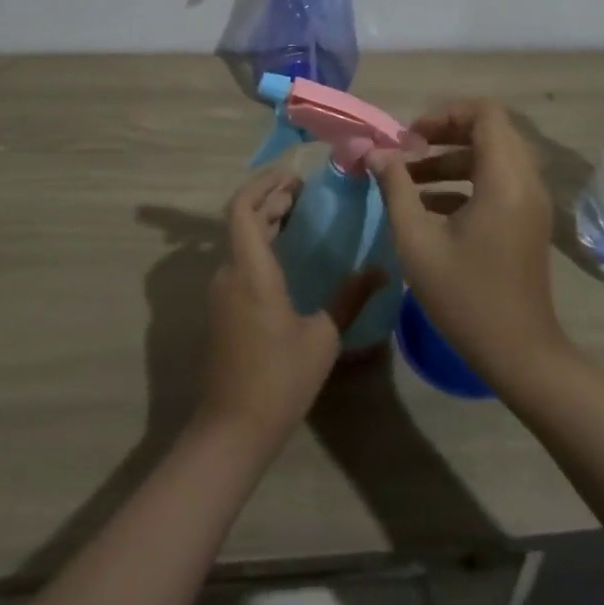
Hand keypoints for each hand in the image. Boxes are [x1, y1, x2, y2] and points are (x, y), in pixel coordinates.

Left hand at [199, 167, 385, 455]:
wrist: (232, 430)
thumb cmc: (279, 379)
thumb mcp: (322, 338)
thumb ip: (349, 298)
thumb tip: (382, 270)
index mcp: (250, 270)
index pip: (243, 207)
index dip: (263, 183)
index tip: (292, 174)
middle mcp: (229, 273)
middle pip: (242, 220)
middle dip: (270, 199)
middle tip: (304, 191)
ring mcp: (221, 292)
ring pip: (240, 240)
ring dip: (265, 221)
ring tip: (299, 214)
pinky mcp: (223, 309)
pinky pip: (239, 261)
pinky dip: (260, 245)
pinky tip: (286, 254)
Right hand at [370, 100, 567, 388]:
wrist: (520, 354)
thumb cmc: (465, 296)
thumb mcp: (417, 241)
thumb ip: (395, 188)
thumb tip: (375, 153)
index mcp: (504, 179)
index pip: (485, 113)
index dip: (444, 114)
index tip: (410, 137)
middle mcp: (525, 181)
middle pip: (489, 131)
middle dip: (444, 134)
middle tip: (407, 151)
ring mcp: (530, 202)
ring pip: (491, 157)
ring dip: (450, 159)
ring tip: (407, 178)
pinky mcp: (527, 221)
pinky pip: (497, 181)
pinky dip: (464, 182)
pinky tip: (427, 205)